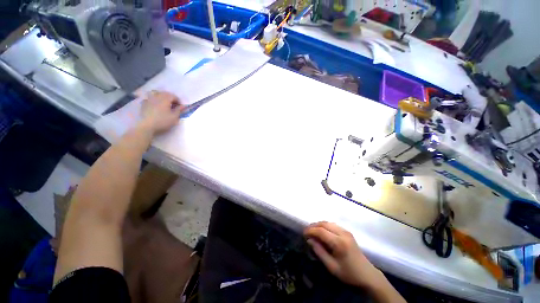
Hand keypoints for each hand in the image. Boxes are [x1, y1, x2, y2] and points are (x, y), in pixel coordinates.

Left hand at [139, 91, 182, 134]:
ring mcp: (149, 99)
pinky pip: (149, 98)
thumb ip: (179, 110)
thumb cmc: (163, 121)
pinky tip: (155, 105)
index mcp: (165, 98)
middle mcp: (157, 96)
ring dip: (161, 97)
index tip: (180, 108)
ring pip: (156, 93)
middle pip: (165, 94)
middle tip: (174, 106)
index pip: (174, 96)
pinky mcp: (143, 103)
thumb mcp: (174, 117)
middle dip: (170, 98)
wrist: (147, 126)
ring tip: (164, 103)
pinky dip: (153, 99)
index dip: (179, 101)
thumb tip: (184, 106)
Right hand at [304, 221, 382, 287]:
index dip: (310, 230)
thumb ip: (319, 252)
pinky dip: (325, 226)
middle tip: (306, 231)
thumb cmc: (348, 273)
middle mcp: (343, 233)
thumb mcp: (331, 266)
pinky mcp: (348, 232)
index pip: (321, 231)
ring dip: (319, 225)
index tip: (303, 234)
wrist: (367, 275)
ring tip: (312, 231)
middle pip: (324, 224)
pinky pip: (333, 224)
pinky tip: (322, 231)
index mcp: (339, 242)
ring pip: (328, 222)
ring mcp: (346, 231)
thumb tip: (309, 240)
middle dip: (313, 226)